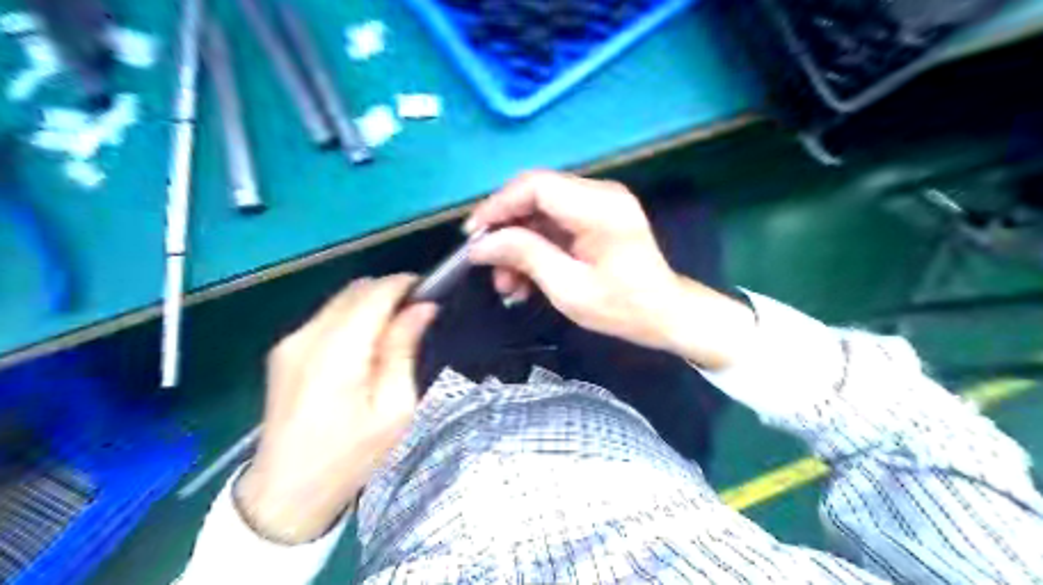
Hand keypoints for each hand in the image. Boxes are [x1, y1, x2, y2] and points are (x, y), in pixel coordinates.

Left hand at [237, 275, 435, 544]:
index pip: (374, 294)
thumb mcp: (393, 407)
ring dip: (372, 304)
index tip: (429, 293)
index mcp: (336, 353)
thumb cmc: (351, 456)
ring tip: (394, 334)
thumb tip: (423, 308)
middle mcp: (307, 336)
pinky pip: (327, 317)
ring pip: (341, 299)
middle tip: (416, 317)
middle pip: (356, 290)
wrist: (286, 493)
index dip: (405, 285)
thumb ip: (403, 349)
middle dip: (390, 292)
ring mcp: (291, 342)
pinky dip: (353, 318)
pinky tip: (365, 347)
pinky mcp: (284, 350)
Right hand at [469, 170, 753, 370]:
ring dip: (518, 242)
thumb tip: (480, 244)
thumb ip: (525, 257)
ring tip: (507, 283)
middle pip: (535, 194)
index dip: (498, 205)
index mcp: (599, 208)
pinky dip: (535, 245)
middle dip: (506, 228)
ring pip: (540, 210)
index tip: (473, 235)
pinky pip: (554, 221)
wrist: (665, 314)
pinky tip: (525, 277)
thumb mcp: (568, 289)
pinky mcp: (596, 215)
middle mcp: (600, 194)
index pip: (536, 186)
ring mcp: (599, 202)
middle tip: (487, 263)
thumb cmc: (622, 308)